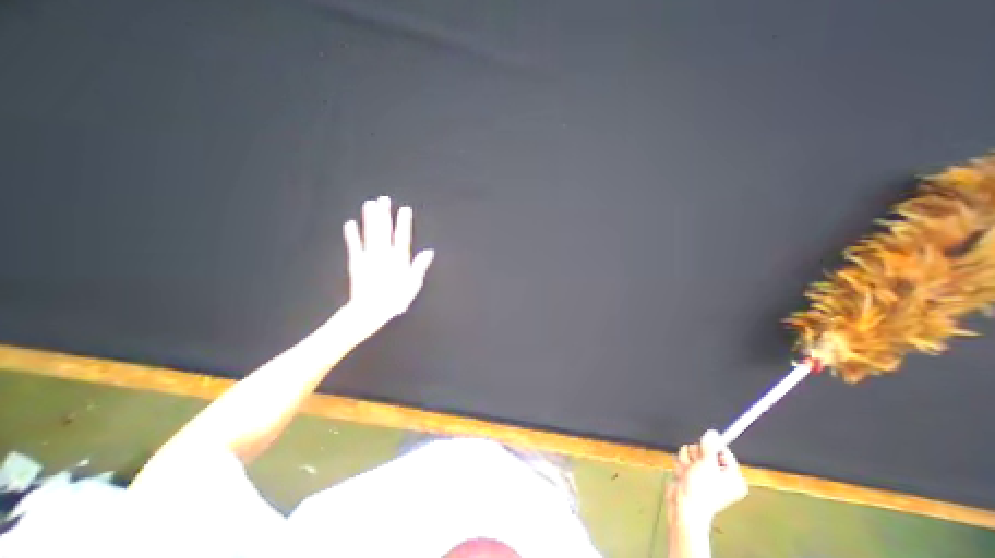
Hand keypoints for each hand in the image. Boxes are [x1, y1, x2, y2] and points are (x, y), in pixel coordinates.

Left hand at [344, 196, 434, 335]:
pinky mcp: (356, 262)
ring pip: (370, 234)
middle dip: (384, 214)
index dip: (404, 222)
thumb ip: (419, 266)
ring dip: (369, 219)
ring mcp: (369, 256)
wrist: (370, 310)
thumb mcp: (413, 284)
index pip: (403, 237)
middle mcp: (384, 254)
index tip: (404, 209)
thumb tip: (429, 251)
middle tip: (383, 199)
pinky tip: (350, 223)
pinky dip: (351, 234)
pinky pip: (354, 245)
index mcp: (399, 259)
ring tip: (369, 204)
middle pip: (384, 230)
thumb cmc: (395, 299)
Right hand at [667, 428, 745, 528]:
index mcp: (732, 476)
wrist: (684, 505)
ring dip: (686, 460)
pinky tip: (682, 474)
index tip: (703, 450)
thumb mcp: (707, 464)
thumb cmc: (701, 488)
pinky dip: (681, 465)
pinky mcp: (692, 474)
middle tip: (695, 465)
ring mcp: (705, 474)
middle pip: (705, 449)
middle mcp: (720, 475)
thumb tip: (713, 432)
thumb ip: (710, 446)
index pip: (723, 451)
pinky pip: (684, 459)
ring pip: (691, 453)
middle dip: (695, 455)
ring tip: (687, 472)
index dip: (711, 448)